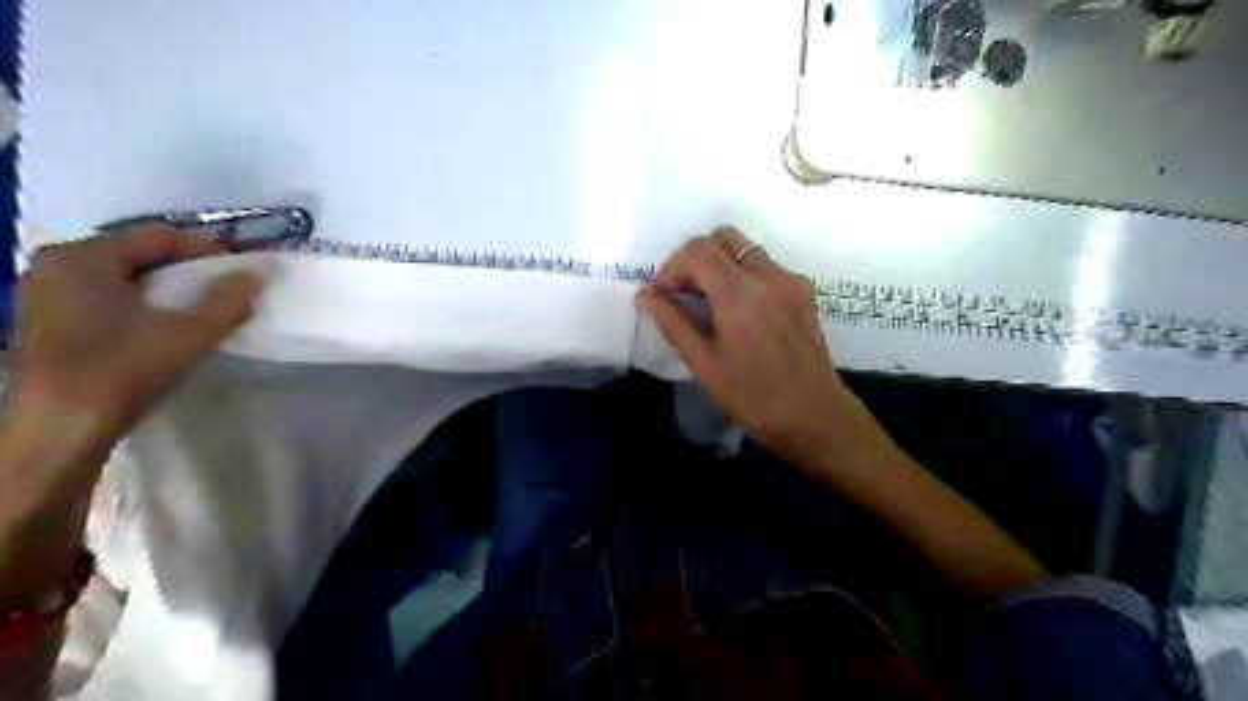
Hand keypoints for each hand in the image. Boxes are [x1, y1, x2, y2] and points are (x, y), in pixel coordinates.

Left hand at [5, 227, 263, 449]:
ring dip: (169, 290)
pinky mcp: (49, 324)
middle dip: (189, 271)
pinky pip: (109, 298)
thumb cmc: (123, 369)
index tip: (242, 273)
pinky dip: (145, 305)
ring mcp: (46, 296)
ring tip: (204, 310)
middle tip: (228, 291)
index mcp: (83, 257)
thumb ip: (229, 299)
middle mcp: (56, 267)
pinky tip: (167, 328)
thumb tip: (259, 274)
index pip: (159, 236)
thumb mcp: (190, 332)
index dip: (208, 250)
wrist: (60, 429)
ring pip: (125, 279)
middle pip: (140, 255)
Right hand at [638, 228, 853, 461]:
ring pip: (746, 250)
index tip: (663, 294)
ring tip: (709, 304)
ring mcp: (792, 282)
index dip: (672, 266)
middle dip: (696, 258)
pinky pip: (766, 267)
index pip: (698, 250)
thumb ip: (673, 322)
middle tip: (685, 293)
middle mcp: (770, 276)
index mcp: (741, 295)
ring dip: (720, 266)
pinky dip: (743, 276)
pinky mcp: (805, 293)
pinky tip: (739, 313)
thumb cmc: (753, 398)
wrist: (816, 418)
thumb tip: (646, 295)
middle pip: (724, 238)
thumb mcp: (704, 364)